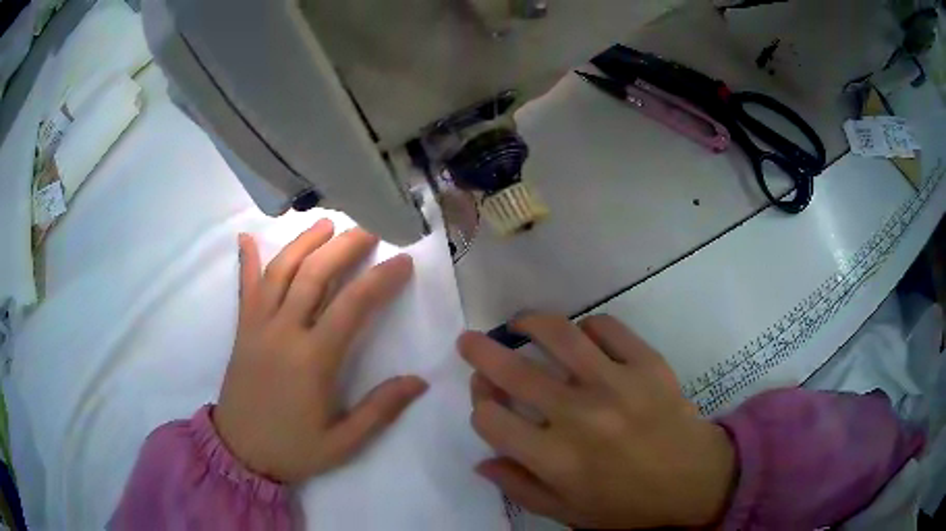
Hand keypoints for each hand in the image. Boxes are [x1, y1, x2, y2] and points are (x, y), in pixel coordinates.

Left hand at [213, 220, 427, 483]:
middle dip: (343, 247)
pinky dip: (246, 260)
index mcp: (312, 360)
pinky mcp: (242, 330)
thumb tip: (419, 381)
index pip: (352, 306)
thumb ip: (380, 411)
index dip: (381, 279)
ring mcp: (257, 327)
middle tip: (368, 230)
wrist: (240, 453)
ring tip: (326, 224)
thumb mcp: (343, 443)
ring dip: (303, 243)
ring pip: (280, 271)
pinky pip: (244, 288)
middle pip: (314, 275)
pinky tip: (246, 237)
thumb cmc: (293, 449)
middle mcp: (283, 332)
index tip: (403, 261)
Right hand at [459, 314, 735, 528]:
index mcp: (556, 460)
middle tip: (470, 341)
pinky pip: (608, 327)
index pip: (491, 420)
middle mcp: (580, 417)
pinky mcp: (648, 363)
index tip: (485, 401)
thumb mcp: (567, 513)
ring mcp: (617, 384)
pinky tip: (583, 338)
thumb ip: (519, 488)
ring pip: (559, 334)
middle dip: (481, 352)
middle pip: (514, 372)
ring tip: (521, 324)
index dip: (479, 406)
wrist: (695, 481)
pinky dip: (588, 327)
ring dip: (530, 323)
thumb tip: (482, 461)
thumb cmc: (628, 505)